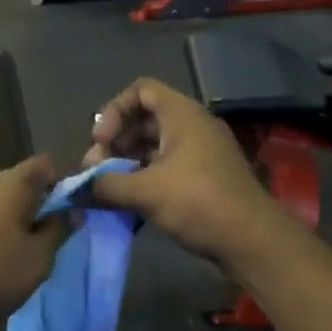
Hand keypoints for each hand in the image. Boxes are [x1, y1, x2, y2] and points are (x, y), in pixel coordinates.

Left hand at [0, 156, 66, 330]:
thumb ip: (60, 229)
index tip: (73, 211)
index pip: (47, 164)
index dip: (65, 182)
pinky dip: (3, 226)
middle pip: (25, 181)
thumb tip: (73, 211)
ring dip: (23, 218)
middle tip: (56, 236)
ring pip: (7, 199)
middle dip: (44, 203)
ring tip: (32, 251)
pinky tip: (6, 255)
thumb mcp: (40, 256)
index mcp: (12, 183)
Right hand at [84, 78, 280, 266]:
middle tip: (97, 170)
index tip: (102, 142)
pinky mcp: (204, 177)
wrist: (252, 240)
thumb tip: (79, 188)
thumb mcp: (145, 192)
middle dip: (115, 142)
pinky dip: (145, 178)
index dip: (114, 110)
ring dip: (127, 163)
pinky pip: (167, 166)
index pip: (141, 90)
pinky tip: (129, 203)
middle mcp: (192, 126)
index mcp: (182, 115)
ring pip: (154, 146)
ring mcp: (201, 152)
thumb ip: (106, 185)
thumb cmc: (198, 203)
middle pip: (144, 119)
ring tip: (108, 190)